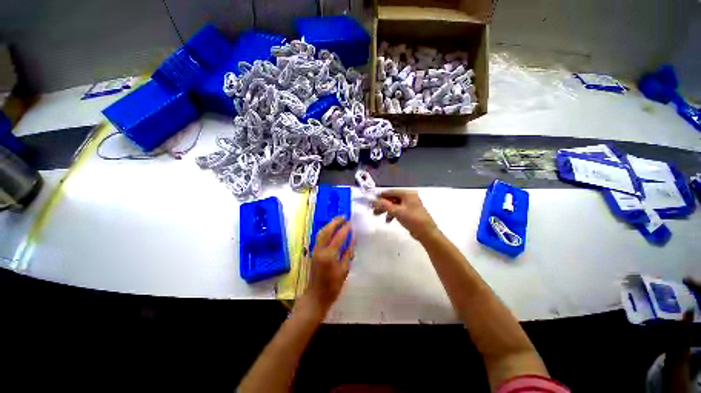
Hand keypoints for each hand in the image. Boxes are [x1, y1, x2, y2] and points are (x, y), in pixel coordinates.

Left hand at [302, 217, 354, 315]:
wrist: (316, 296)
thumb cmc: (333, 286)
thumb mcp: (344, 269)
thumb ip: (349, 252)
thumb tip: (353, 237)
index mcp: (329, 256)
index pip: (338, 237)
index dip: (345, 228)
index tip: (351, 222)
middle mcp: (320, 250)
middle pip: (326, 231)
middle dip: (335, 222)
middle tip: (344, 216)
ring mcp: (315, 250)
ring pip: (320, 233)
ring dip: (329, 224)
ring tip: (338, 220)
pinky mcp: (313, 252)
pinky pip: (319, 237)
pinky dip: (326, 230)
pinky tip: (332, 229)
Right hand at [372, 189, 437, 240]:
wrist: (426, 233)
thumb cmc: (412, 219)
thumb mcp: (397, 211)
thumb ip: (383, 205)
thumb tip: (372, 200)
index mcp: (407, 193)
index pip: (390, 192)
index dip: (380, 196)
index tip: (371, 201)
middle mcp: (408, 196)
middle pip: (391, 198)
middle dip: (382, 204)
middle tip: (373, 209)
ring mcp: (409, 204)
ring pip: (393, 204)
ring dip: (385, 210)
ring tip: (377, 215)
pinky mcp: (409, 212)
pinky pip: (397, 210)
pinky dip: (391, 214)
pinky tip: (388, 220)